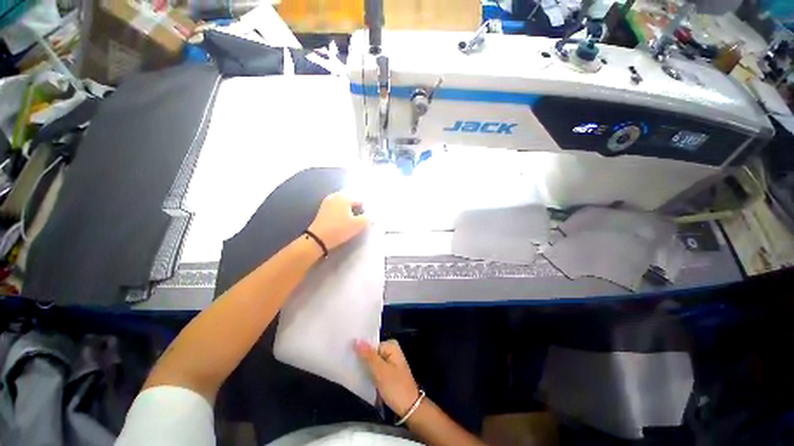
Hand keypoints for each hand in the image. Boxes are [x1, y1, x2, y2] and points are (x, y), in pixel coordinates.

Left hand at [308, 192, 369, 250]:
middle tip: (362, 217)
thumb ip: (368, 218)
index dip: (366, 208)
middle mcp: (336, 195)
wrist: (318, 239)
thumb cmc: (340, 229)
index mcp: (345, 197)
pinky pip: (338, 205)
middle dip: (358, 206)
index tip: (367, 217)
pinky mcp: (324, 208)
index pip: (361, 199)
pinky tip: (344, 219)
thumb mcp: (358, 225)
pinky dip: (343, 210)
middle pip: (352, 198)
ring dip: (351, 208)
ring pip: (344, 202)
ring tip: (354, 219)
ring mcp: (328, 201)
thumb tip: (374, 215)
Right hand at [354, 339, 420, 416]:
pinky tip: (360, 378)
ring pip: (371, 361)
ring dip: (364, 368)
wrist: (410, 408)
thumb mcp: (380, 371)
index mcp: (391, 345)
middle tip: (349, 367)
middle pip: (371, 352)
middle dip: (362, 360)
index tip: (348, 357)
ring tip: (352, 373)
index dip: (359, 351)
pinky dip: (368, 373)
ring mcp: (389, 361)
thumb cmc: (396, 387)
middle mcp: (390, 350)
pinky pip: (374, 368)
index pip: (370, 344)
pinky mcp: (387, 371)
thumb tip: (356, 340)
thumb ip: (368, 355)